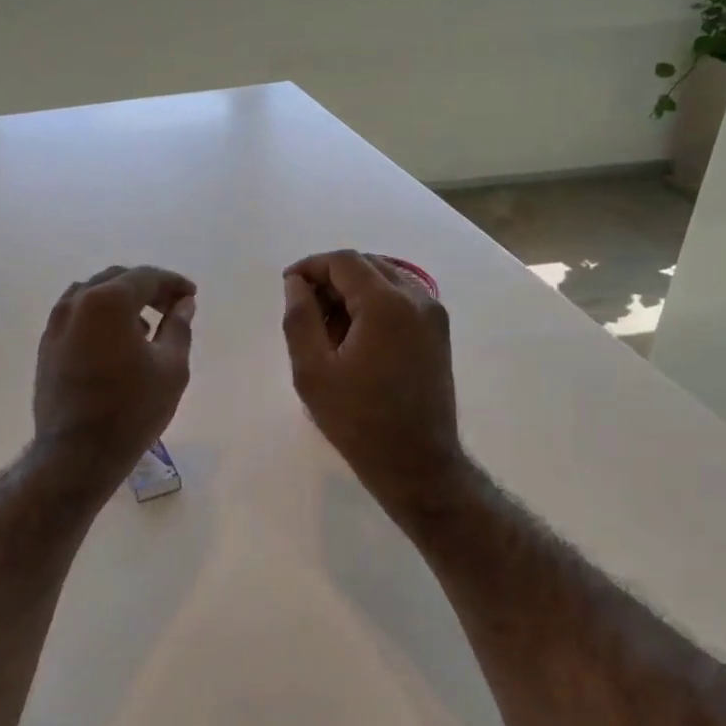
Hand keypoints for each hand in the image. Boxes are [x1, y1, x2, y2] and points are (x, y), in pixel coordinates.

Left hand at [34, 265, 195, 479]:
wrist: (76, 453)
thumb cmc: (132, 409)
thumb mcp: (171, 368)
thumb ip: (179, 327)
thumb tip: (184, 304)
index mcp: (108, 301)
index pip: (146, 277)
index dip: (173, 283)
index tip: (192, 295)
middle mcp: (76, 302)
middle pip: (117, 280)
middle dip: (148, 288)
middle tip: (173, 307)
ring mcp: (56, 324)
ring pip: (93, 295)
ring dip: (122, 301)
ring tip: (146, 326)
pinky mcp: (47, 346)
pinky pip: (78, 316)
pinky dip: (101, 317)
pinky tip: (118, 343)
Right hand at [282, 250, 464, 503]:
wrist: (417, 463)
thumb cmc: (359, 420)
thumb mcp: (313, 372)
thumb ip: (300, 319)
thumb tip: (296, 283)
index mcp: (387, 304)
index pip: (344, 261)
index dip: (311, 267)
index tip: (287, 287)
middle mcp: (417, 299)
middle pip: (367, 266)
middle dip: (331, 279)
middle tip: (305, 311)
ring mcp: (433, 316)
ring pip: (385, 281)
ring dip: (352, 292)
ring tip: (327, 329)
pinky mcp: (438, 334)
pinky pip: (401, 300)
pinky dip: (374, 306)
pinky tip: (354, 339)